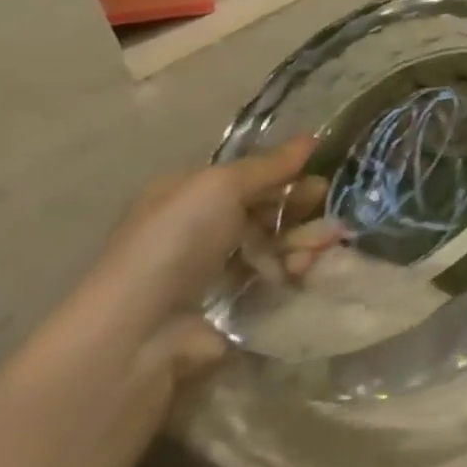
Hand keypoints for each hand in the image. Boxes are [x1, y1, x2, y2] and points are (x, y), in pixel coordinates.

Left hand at [70, 138, 344, 378]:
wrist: (139, 329)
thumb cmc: (175, 242)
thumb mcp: (221, 186)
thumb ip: (269, 165)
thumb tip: (311, 138)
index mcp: (189, 194)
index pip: (248, 177)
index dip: (285, 174)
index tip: (320, 176)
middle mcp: (198, 228)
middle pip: (265, 210)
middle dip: (301, 211)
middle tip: (328, 217)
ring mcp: (213, 269)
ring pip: (274, 245)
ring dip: (302, 242)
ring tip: (314, 251)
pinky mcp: (228, 305)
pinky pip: (271, 279)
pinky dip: (291, 272)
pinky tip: (300, 272)